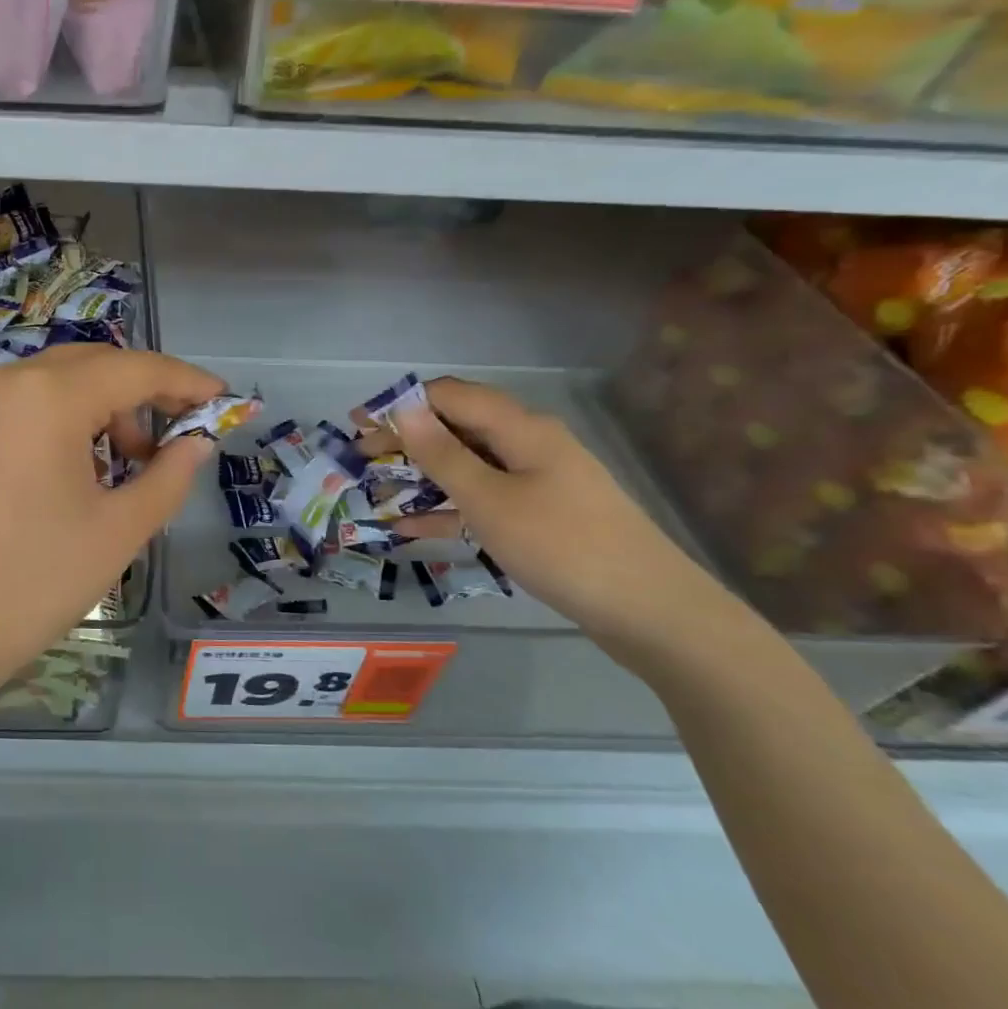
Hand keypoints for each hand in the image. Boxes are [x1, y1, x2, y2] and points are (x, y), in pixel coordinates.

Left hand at [0, 345, 224, 696]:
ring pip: (54, 384)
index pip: (135, 369)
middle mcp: (4, 382)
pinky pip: (20, 406)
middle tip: (173, 439)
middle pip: (92, 366)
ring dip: (99, 409)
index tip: (221, 398)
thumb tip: (197, 442)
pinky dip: (58, 422)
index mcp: (48, 396)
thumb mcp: (117, 531)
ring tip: (121, 469)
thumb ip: (169, 476)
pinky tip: (69, 472)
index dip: (185, 381)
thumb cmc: (32, 583)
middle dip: (141, 394)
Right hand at [391, 377, 752, 666]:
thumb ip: (442, 455)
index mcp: (521, 429)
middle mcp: (528, 446)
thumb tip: (404, 410)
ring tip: (376, 492)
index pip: (450, 396)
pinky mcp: (539, 517)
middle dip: (405, 440)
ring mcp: (536, 482)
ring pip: (466, 467)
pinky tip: (409, 528)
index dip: (401, 403)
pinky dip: (447, 509)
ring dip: (420, 477)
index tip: (357, 423)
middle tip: (360, 460)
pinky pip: (482, 501)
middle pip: (456, 429)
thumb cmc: (561, 546)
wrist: (650, 612)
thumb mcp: (489, 500)